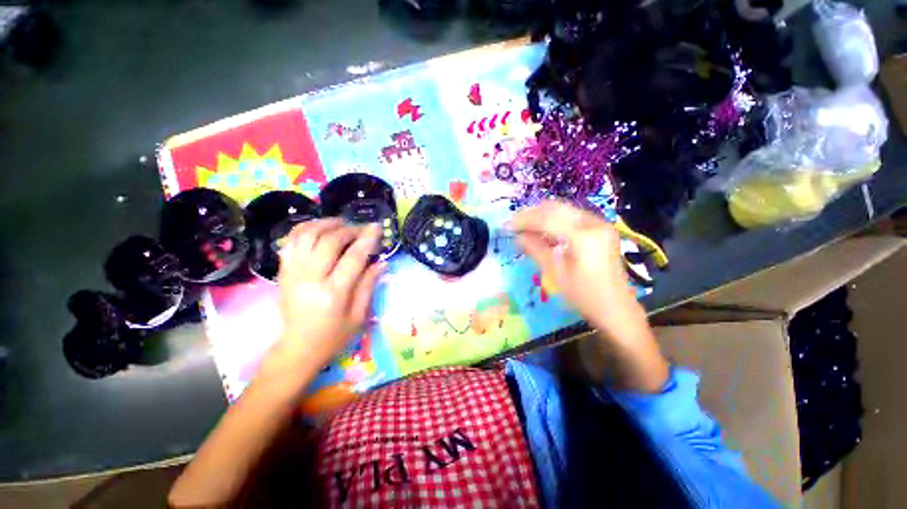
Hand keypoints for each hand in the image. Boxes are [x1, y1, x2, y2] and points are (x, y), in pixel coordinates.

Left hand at [275, 219, 384, 368]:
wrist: (297, 348)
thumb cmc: (333, 336)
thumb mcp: (359, 315)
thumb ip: (369, 285)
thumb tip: (381, 262)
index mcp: (333, 293)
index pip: (353, 257)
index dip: (367, 239)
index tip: (377, 226)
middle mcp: (310, 279)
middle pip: (330, 241)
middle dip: (349, 229)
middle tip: (362, 228)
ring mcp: (292, 273)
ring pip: (307, 235)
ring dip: (327, 224)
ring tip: (341, 223)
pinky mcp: (283, 271)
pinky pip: (291, 240)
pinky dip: (305, 228)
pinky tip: (318, 228)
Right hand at [510, 201, 637, 334]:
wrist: (616, 308)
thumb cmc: (585, 296)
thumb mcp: (556, 274)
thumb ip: (536, 250)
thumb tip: (517, 236)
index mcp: (584, 236)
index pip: (546, 219)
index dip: (523, 220)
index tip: (506, 226)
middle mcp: (594, 223)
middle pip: (555, 208)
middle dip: (531, 214)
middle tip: (513, 224)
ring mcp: (599, 224)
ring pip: (563, 210)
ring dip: (542, 216)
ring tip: (524, 227)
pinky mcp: (600, 229)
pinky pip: (571, 218)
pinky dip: (554, 221)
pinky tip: (542, 232)